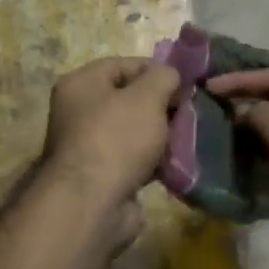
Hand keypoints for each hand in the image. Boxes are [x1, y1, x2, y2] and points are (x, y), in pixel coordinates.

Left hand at [40, 57, 180, 230]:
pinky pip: (134, 159)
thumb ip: (163, 77)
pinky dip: (153, 161)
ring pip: (134, 131)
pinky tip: (174, 164)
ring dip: (160, 135)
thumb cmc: (117, 138)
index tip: (186, 84)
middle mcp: (79, 112)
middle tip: (190, 112)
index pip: (124, 65)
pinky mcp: (102, 176)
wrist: (93, 203)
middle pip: (129, 99)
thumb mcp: (147, 96)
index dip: (157, 70)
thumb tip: (171, 75)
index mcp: (81, 84)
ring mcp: (89, 146)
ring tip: (187, 138)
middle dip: (162, 106)